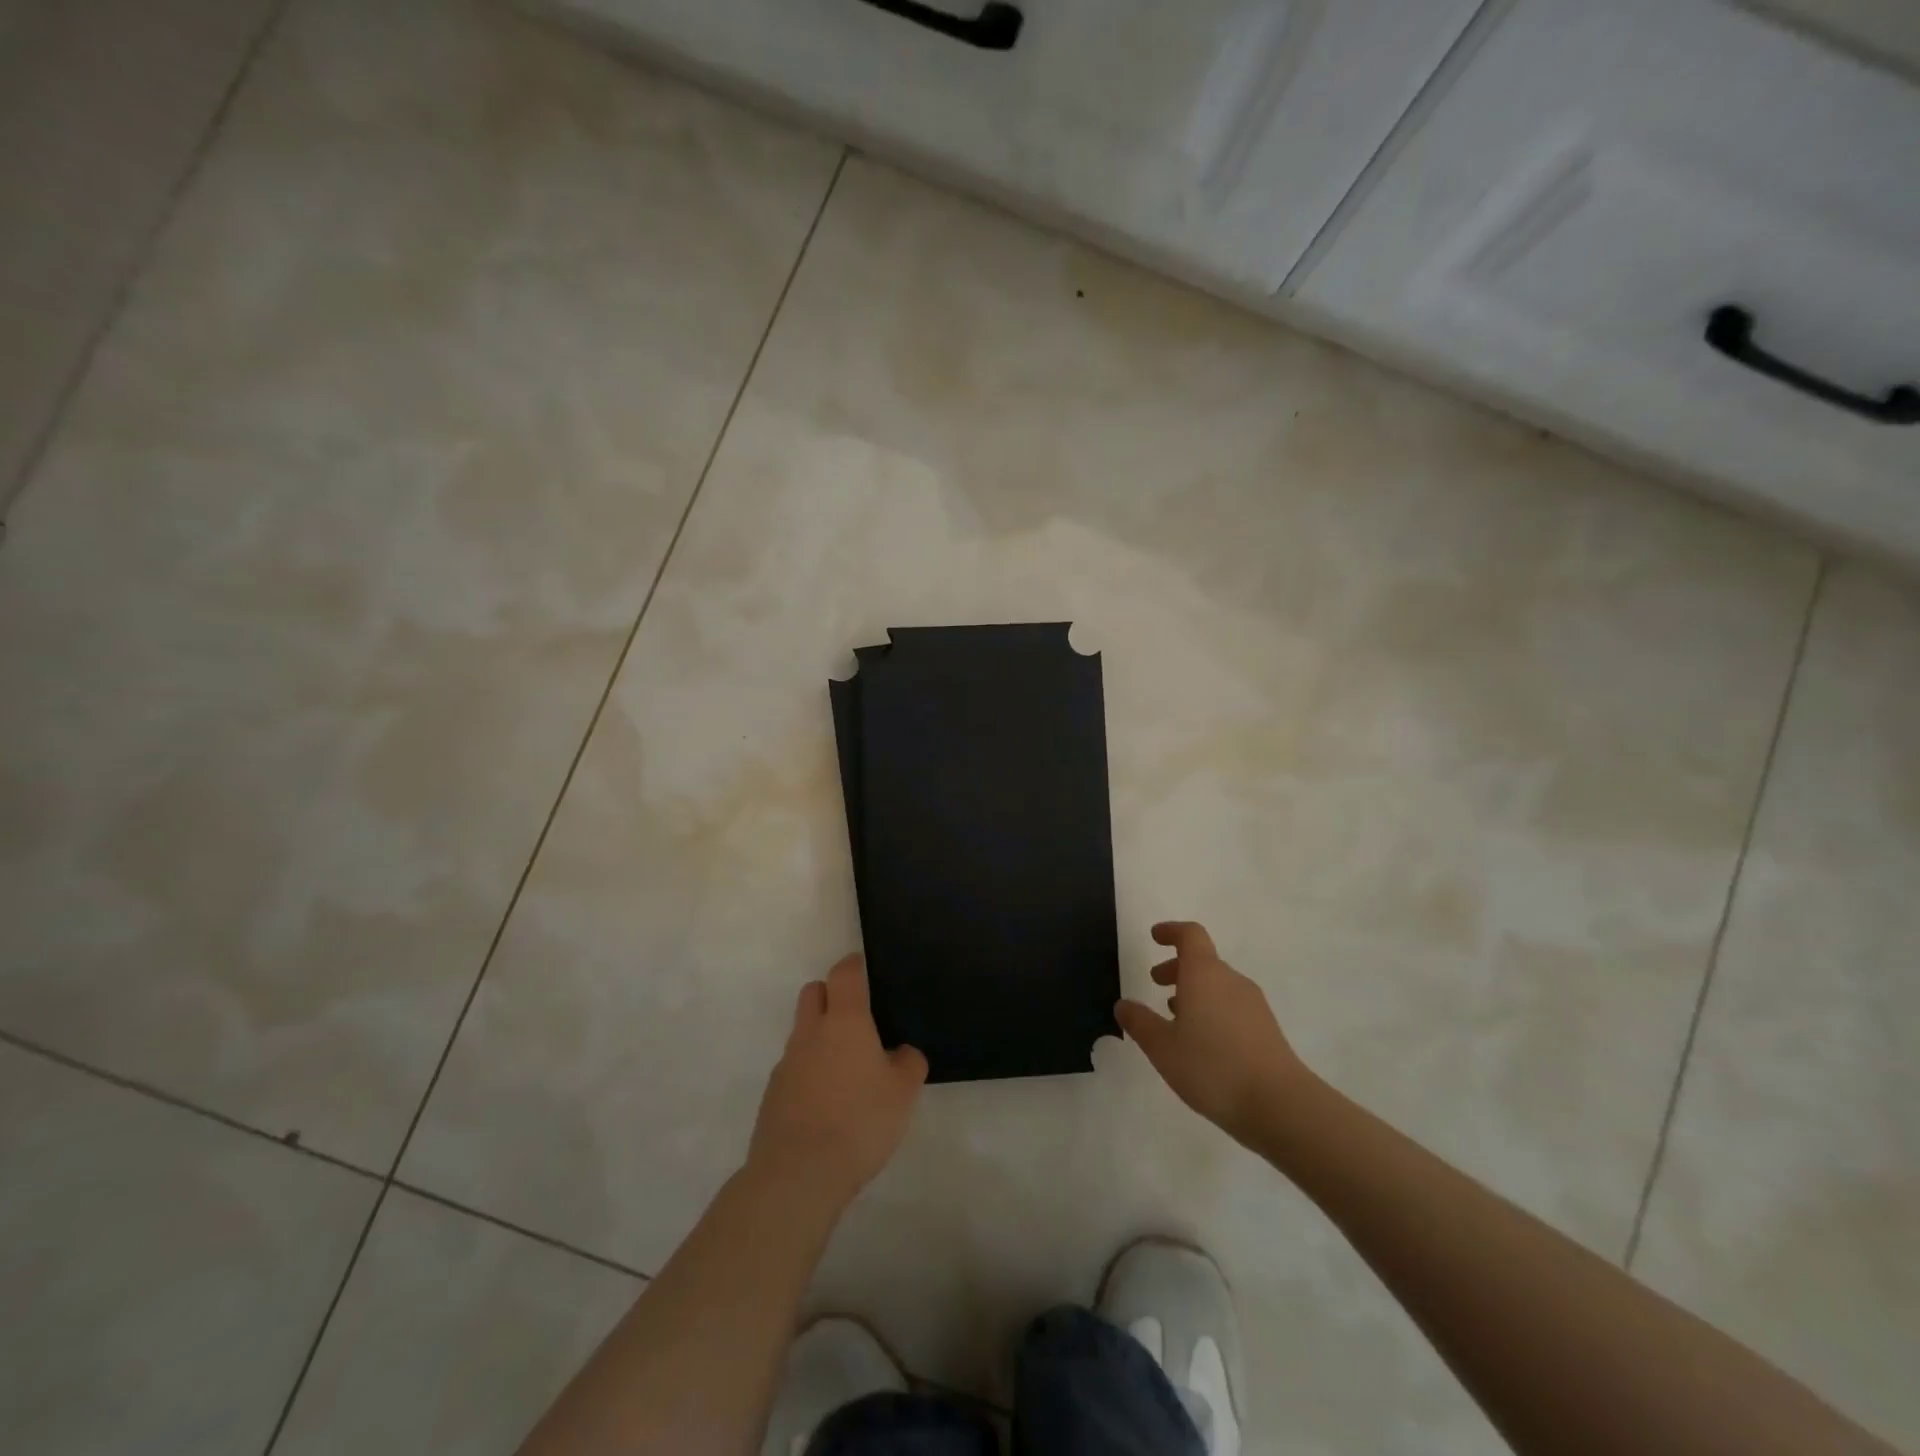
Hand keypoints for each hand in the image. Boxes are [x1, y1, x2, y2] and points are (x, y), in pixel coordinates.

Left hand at [747, 954, 927, 1211]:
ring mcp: (787, 1063)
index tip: (866, 971)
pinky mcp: (773, 1094)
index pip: (844, 973)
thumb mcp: (903, 1093)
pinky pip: (794, 1067)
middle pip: (813, 992)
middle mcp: (811, 1032)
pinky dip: (810, 1072)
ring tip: (847, 1071)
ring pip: (803, 1031)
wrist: (798, 1174)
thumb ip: (909, 1063)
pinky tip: (827, 1103)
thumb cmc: (859, 1121)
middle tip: (857, 1019)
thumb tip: (902, 1052)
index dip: (855, 966)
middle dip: (831, 995)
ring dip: (821, 1037)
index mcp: (845, 1021)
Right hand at [1116, 921, 1312, 1145]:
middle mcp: (1231, 981)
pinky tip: (1202, 1042)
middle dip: (1176, 967)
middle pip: (1203, 960)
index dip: (1171, 931)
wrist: (1280, 1105)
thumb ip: (1140, 1022)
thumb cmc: (1212, 1067)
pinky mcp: (1266, 1029)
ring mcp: (1253, 1005)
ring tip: (1174, 1017)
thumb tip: (1123, 1004)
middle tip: (1155, 983)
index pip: (1190, 935)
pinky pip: (1232, 1006)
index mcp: (1205, 974)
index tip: (1155, 937)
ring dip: (1193, 991)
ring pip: (1218, 985)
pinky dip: (1211, 1010)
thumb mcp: (1162, 1047)